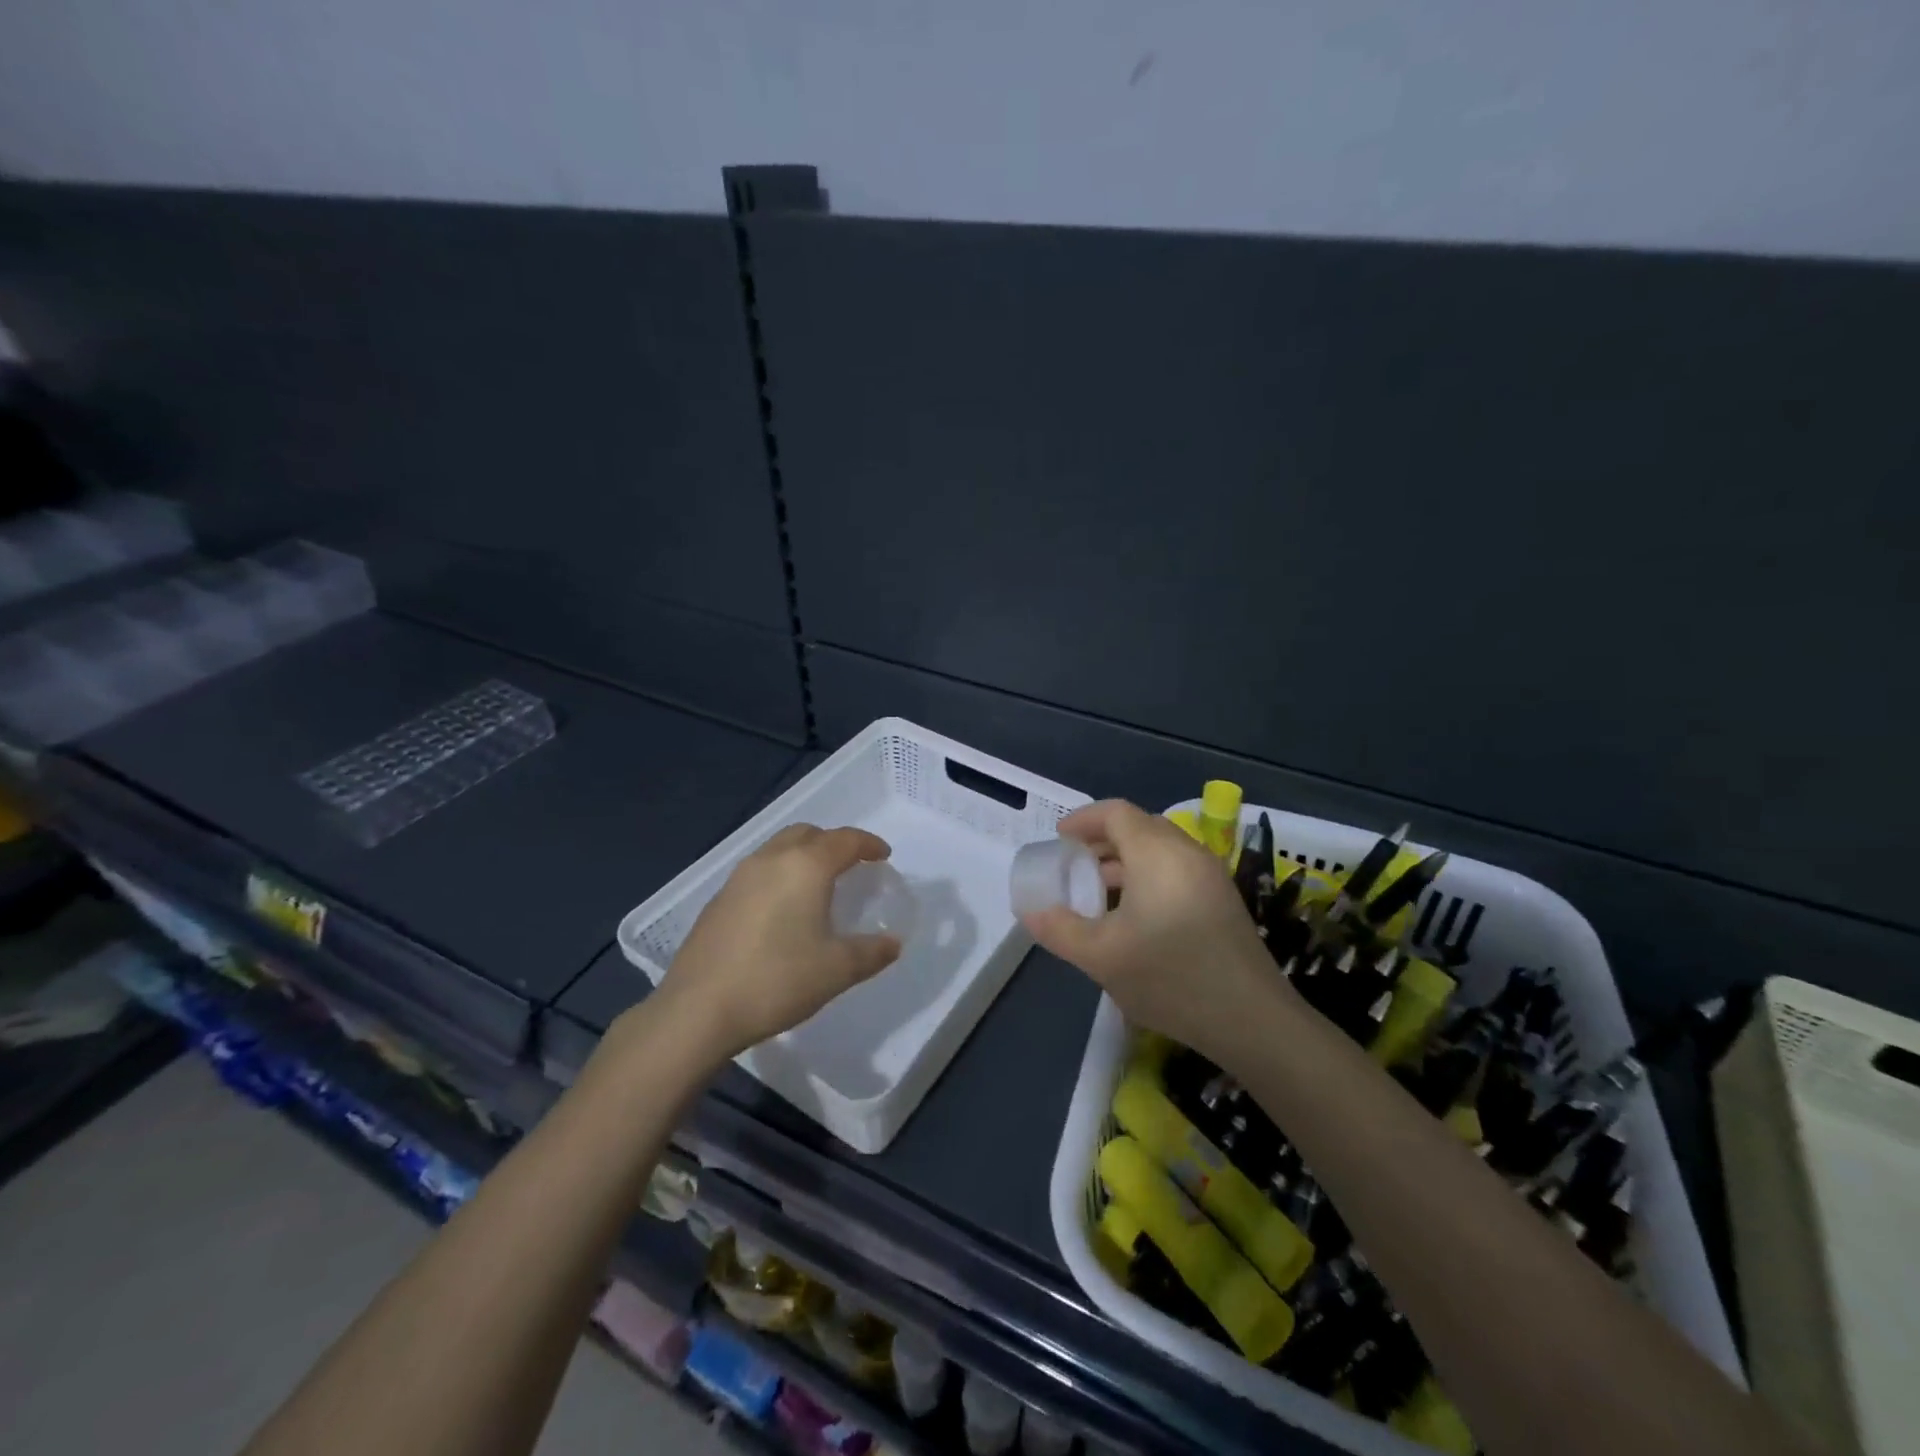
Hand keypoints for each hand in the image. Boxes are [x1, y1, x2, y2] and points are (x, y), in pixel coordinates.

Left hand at [652, 824, 902, 1064]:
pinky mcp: (718, 900)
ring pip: (779, 849)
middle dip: (833, 843)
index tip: (883, 856)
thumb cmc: (777, 980)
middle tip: (851, 866)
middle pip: (808, 834)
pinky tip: (782, 911)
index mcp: (806, 866)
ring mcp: (739, 877)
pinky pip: (758, 872)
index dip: (869, 844)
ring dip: (803, 856)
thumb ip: (871, 952)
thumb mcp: (837, 970)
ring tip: (818, 886)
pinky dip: (779, 876)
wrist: (698, 1009)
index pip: (845, 840)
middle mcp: (771, 860)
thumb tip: (892, 943)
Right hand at [1021, 799, 1286, 1062]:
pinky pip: (1177, 869)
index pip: (1116, 813)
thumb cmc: (1170, 977)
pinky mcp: (1223, 899)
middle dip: (1101, 841)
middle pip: (1139, 827)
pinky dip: (1148, 876)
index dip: (1083, 820)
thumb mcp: (1101, 957)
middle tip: (1074, 867)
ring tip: (1098, 894)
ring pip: (1159, 850)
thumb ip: (1059, 930)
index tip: (1058, 839)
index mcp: (1157, 853)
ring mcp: (1211, 875)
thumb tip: (1031, 912)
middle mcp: (1187, 852)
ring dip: (1125, 861)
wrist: (1252, 1020)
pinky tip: (1134, 916)